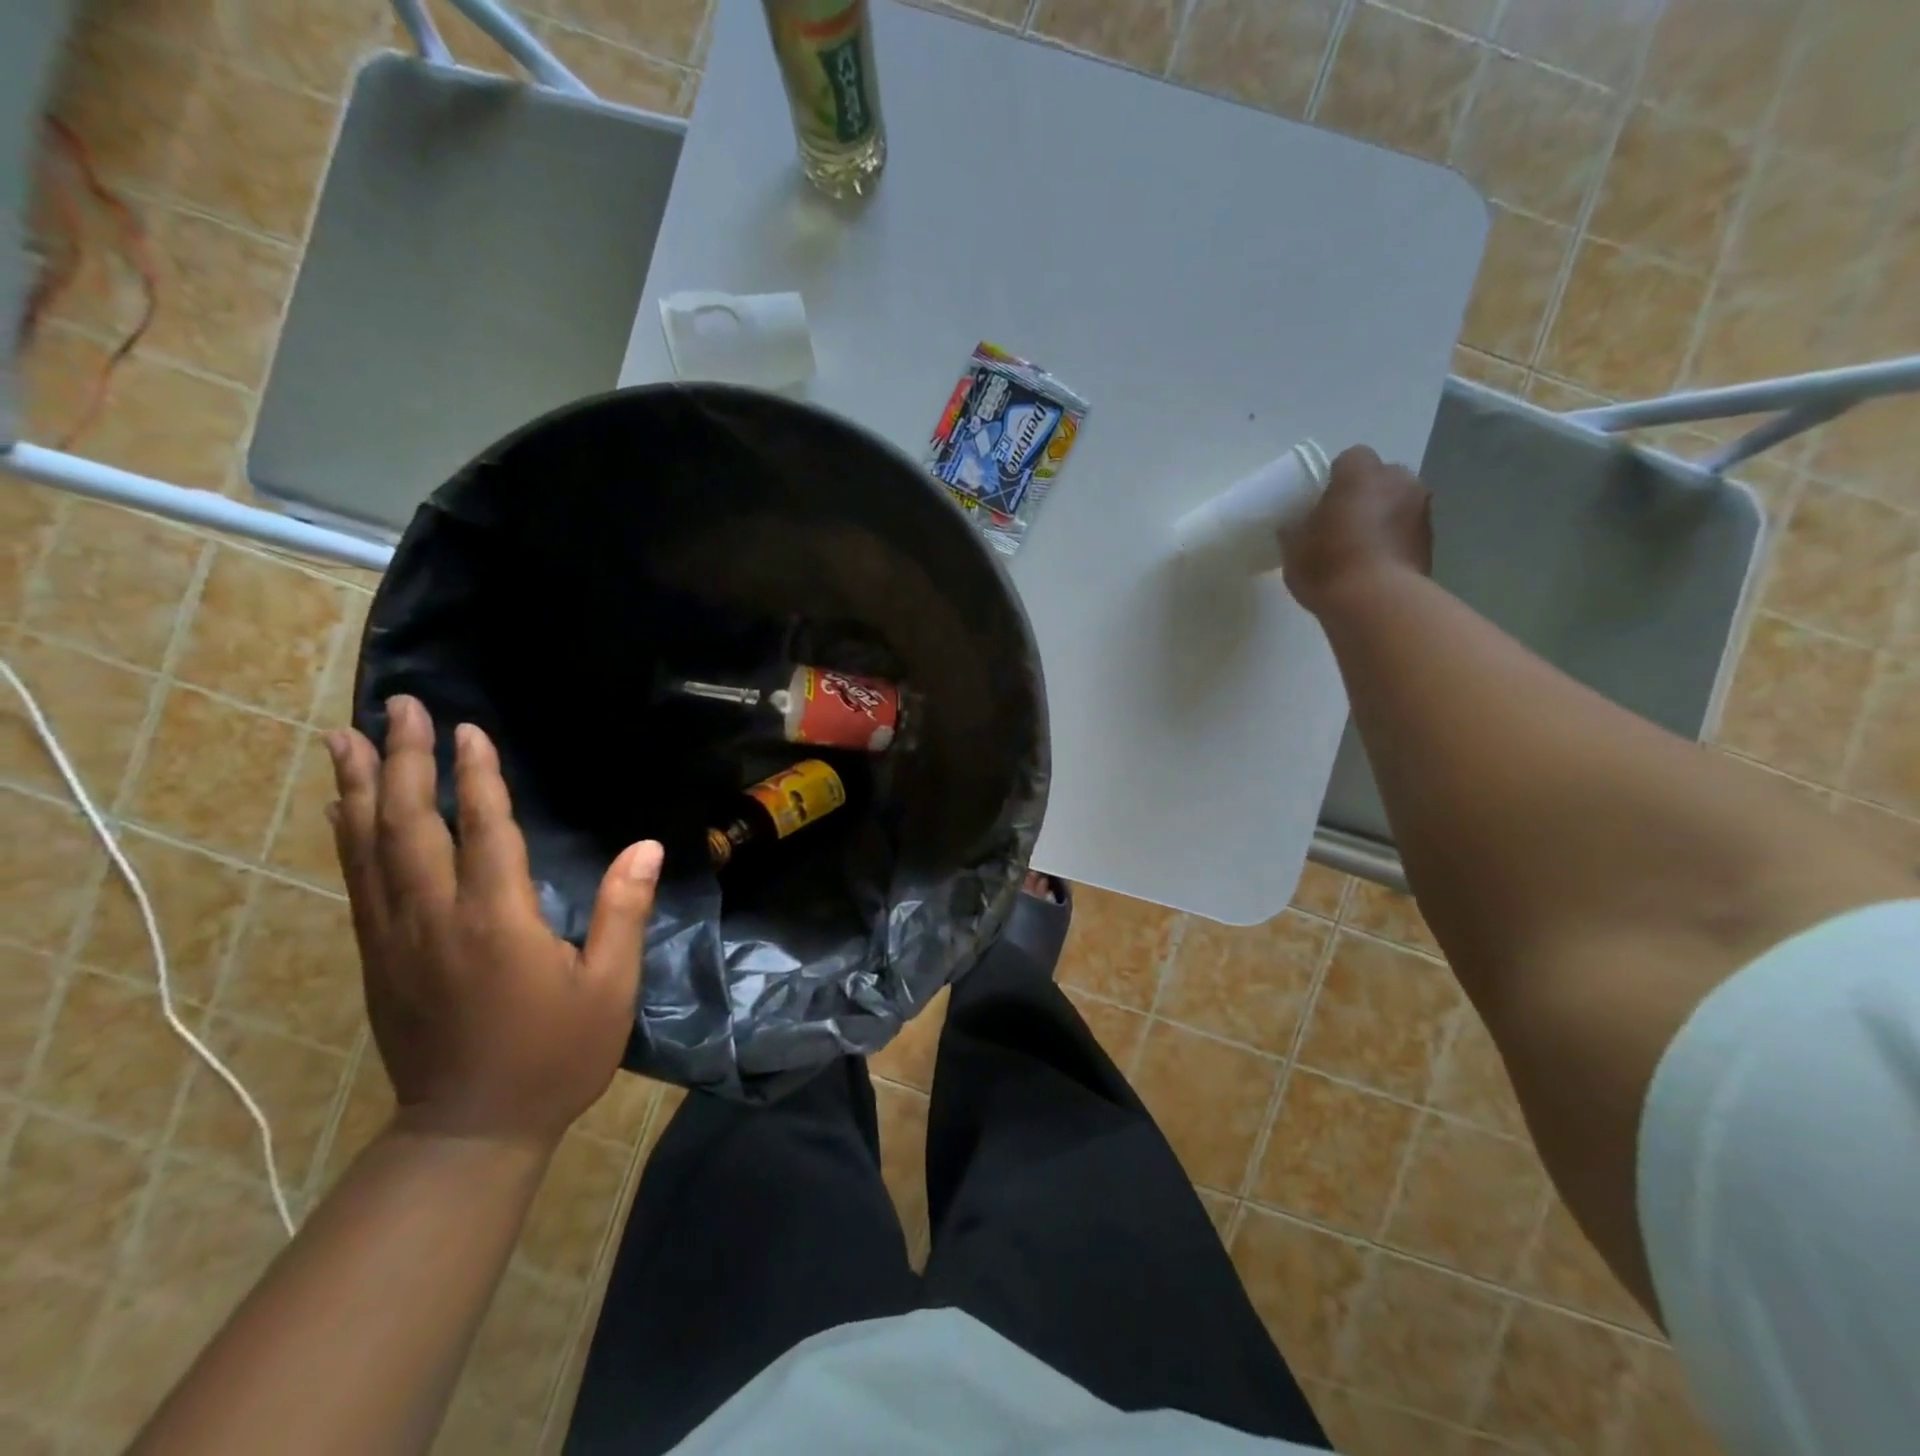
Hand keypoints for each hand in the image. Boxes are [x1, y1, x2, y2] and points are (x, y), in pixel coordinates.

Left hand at [326, 696, 662, 1150]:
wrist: (469, 1131)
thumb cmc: (554, 1055)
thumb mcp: (609, 988)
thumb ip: (623, 912)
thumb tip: (647, 847)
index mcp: (496, 920)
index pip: (484, 829)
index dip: (475, 775)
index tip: (467, 728)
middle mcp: (435, 918)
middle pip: (409, 824)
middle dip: (402, 760)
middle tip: (396, 707)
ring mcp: (395, 938)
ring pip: (368, 848)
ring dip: (357, 788)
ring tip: (341, 738)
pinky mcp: (377, 958)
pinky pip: (357, 882)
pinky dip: (347, 837)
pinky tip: (341, 810)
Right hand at [1280, 445, 1433, 616]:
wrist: (1377, 604)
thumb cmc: (1328, 566)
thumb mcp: (1293, 547)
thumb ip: (1296, 527)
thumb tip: (1297, 524)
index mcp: (1360, 473)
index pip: (1349, 459)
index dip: (1334, 479)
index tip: (1321, 503)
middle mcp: (1398, 480)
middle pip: (1380, 477)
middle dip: (1365, 494)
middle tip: (1341, 523)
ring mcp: (1421, 508)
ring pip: (1397, 502)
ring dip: (1383, 516)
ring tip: (1359, 548)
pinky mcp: (1431, 539)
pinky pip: (1407, 529)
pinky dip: (1394, 539)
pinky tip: (1375, 564)